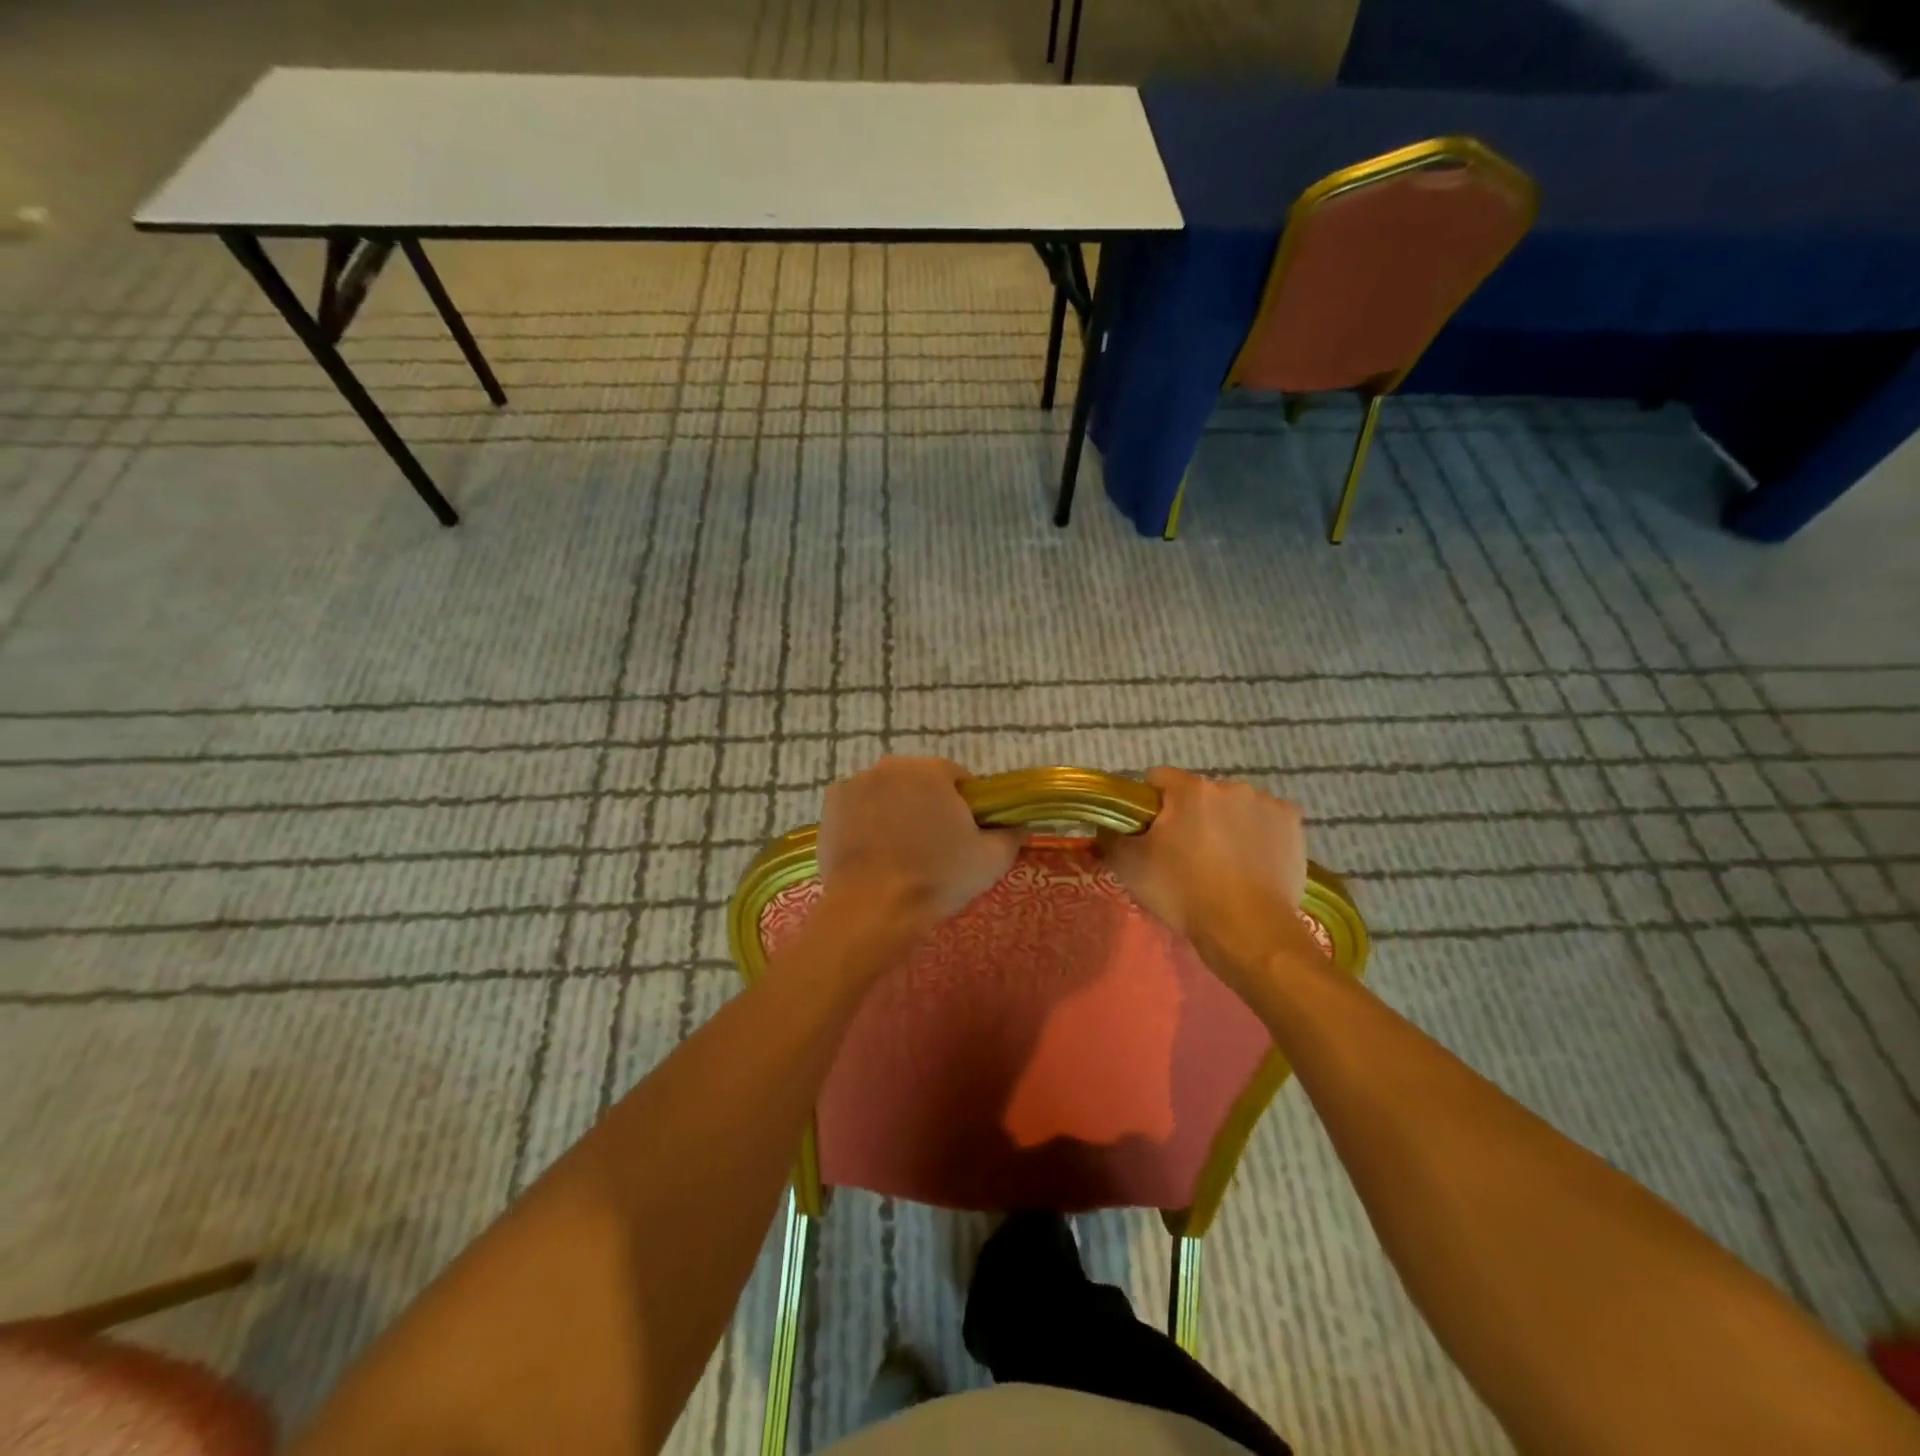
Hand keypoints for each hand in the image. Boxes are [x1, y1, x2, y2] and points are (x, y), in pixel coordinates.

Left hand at [818, 757, 1023, 923]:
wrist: (873, 909)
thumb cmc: (937, 879)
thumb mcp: (992, 860)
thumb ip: (1011, 834)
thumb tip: (1018, 824)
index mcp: (931, 770)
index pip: (958, 779)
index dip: (965, 807)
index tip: (964, 836)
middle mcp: (891, 766)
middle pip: (919, 783)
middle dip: (928, 806)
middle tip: (934, 848)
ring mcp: (855, 783)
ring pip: (887, 794)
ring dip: (896, 812)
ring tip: (900, 854)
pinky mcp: (830, 806)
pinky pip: (858, 808)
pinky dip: (865, 822)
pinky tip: (872, 852)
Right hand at [1100, 767, 1312, 984]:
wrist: (1248, 931)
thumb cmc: (1184, 893)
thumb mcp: (1130, 867)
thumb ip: (1111, 835)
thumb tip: (1107, 823)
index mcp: (1190, 790)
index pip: (1158, 778)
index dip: (1148, 804)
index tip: (1149, 833)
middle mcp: (1230, 786)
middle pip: (1198, 794)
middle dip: (1190, 816)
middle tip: (1185, 855)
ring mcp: (1267, 804)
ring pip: (1233, 806)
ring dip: (1224, 823)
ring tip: (1222, 864)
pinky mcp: (1293, 825)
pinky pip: (1265, 821)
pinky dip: (1256, 835)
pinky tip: (1251, 864)